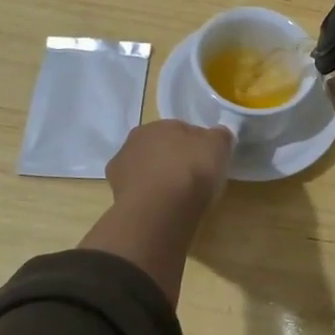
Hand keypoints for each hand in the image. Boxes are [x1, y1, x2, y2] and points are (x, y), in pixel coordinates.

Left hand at [105, 119, 233, 216]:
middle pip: (161, 150)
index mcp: (158, 124)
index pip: (182, 130)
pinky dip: (150, 200)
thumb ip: (219, 136)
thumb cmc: (191, 170)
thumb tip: (217, 136)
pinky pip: (141, 194)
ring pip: (148, 172)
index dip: (197, 146)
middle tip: (195, 179)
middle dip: (175, 160)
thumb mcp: (218, 146)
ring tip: (179, 198)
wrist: (160, 210)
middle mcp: (134, 141)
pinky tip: (164, 210)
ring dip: (159, 180)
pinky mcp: (116, 197)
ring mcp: (121, 170)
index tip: (209, 161)